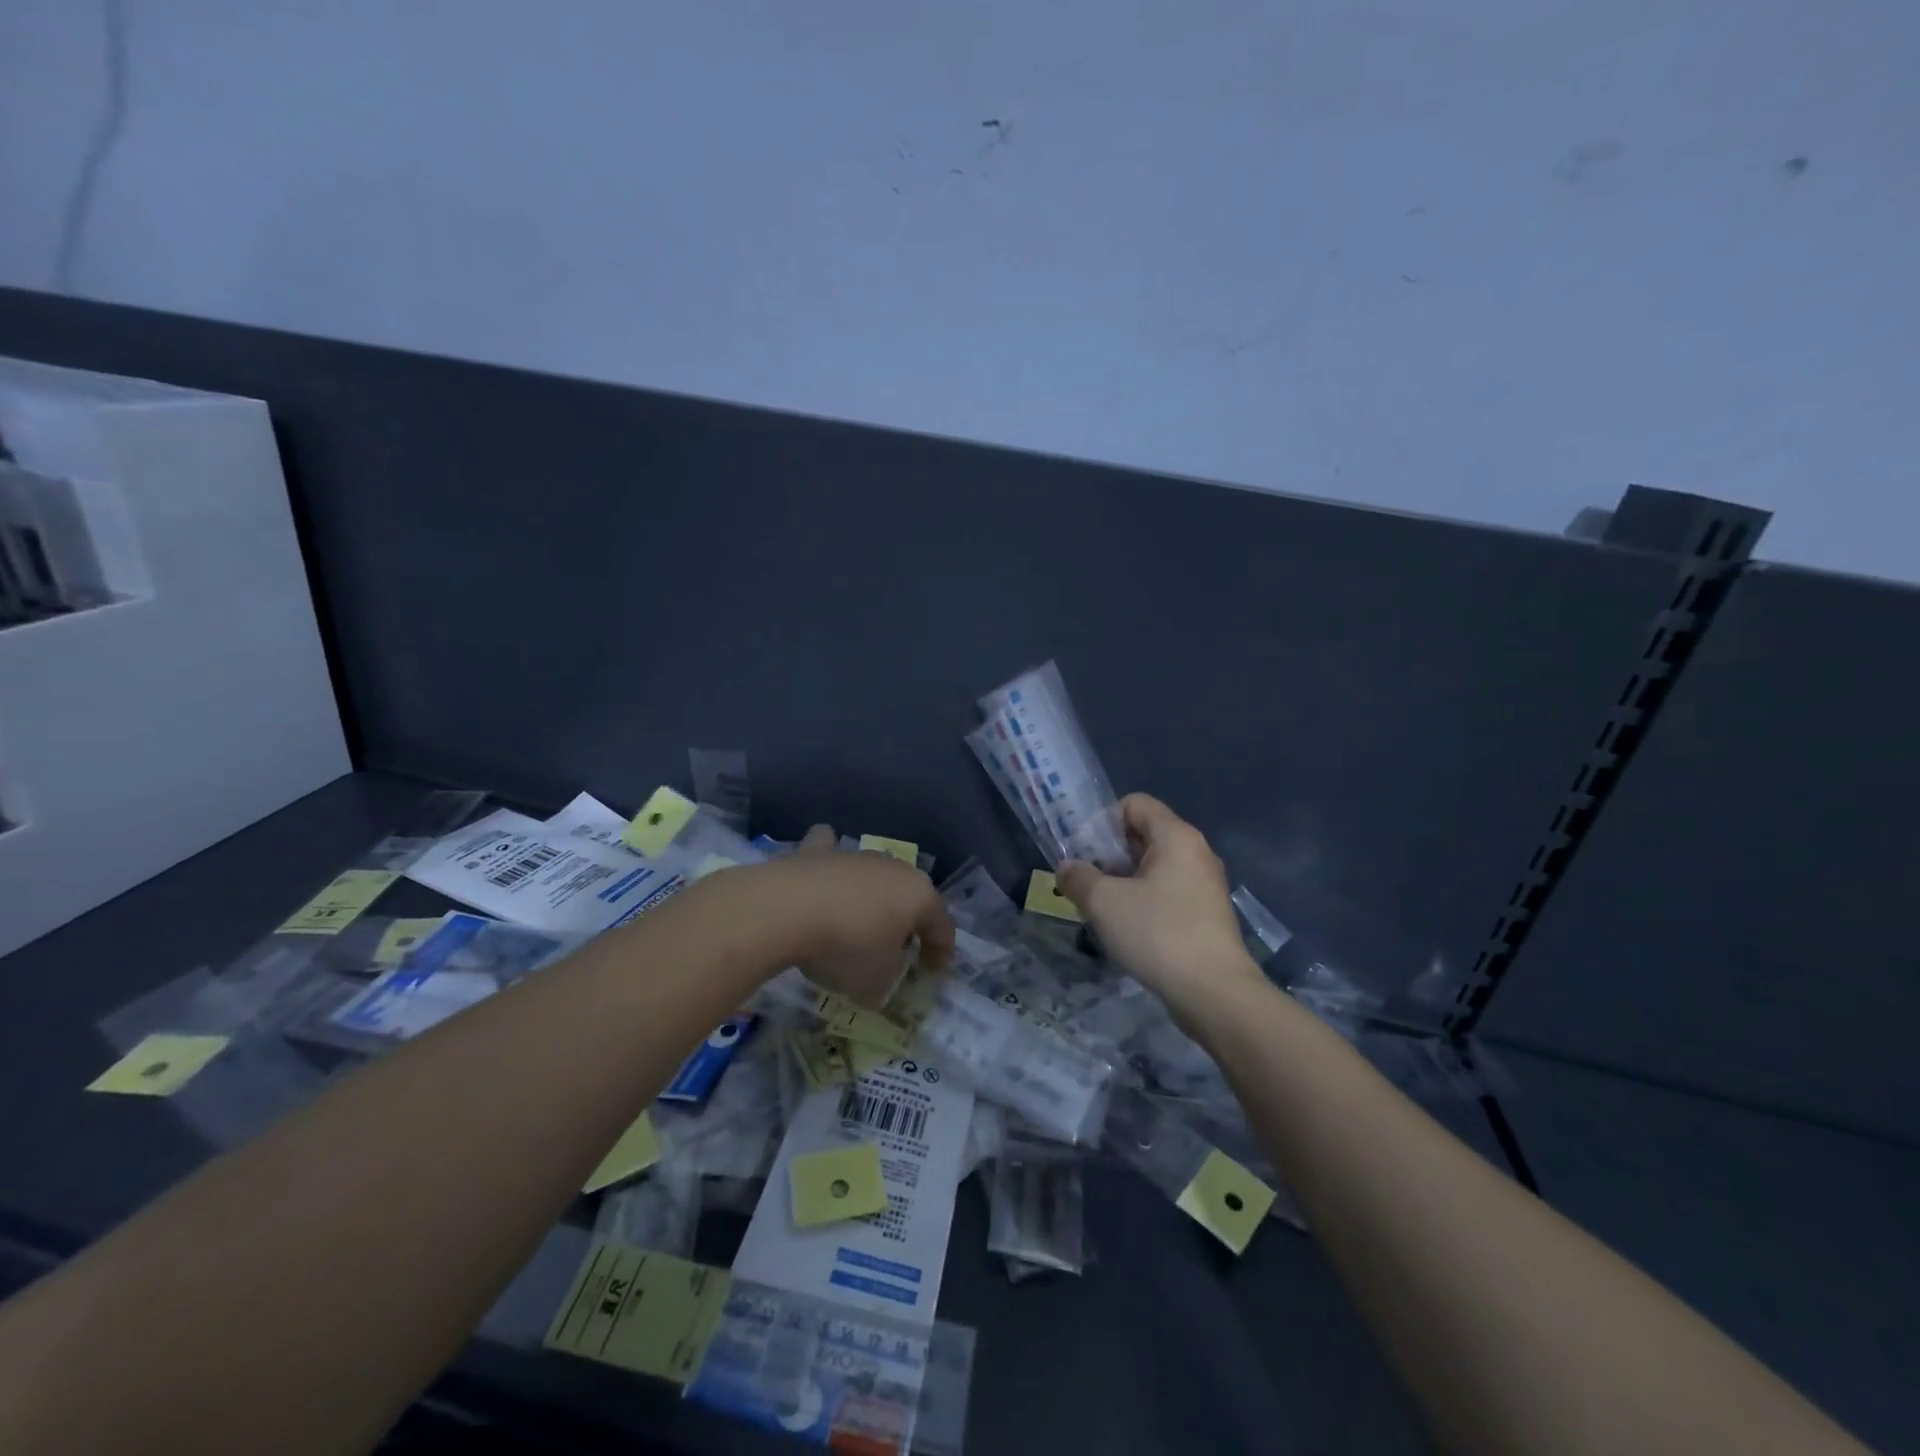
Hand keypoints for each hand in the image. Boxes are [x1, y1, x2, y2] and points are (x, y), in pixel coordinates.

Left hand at [743, 824, 953, 1007]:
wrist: (788, 909)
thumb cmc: (847, 947)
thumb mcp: (876, 982)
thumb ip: (887, 979)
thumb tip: (881, 973)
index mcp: (919, 897)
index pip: (942, 926)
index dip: (941, 952)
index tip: (935, 972)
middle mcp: (894, 868)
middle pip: (908, 896)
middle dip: (906, 921)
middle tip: (896, 949)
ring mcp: (856, 855)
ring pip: (873, 875)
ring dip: (870, 897)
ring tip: (856, 923)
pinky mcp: (818, 851)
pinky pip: (831, 851)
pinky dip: (830, 862)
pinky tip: (823, 876)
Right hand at [1057, 794, 1263, 1019]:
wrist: (1215, 994)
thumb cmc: (1158, 934)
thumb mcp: (1103, 902)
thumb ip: (1078, 877)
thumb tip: (1068, 868)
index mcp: (1176, 836)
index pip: (1133, 804)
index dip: (1102, 822)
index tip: (1083, 855)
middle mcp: (1195, 852)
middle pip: (1142, 835)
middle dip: (1108, 855)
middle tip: (1085, 884)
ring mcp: (1204, 885)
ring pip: (1153, 867)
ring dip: (1122, 881)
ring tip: (1100, 909)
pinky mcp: (1206, 914)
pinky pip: (1166, 892)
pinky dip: (1142, 901)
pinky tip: (1126, 930)